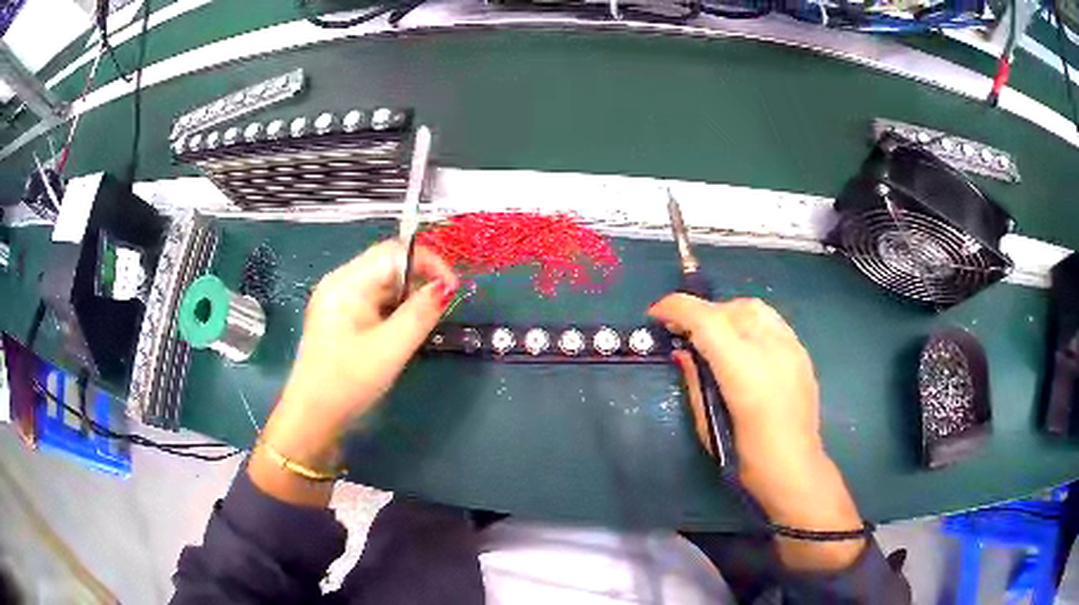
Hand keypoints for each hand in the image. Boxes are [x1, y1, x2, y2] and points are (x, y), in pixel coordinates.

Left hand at [250, 241, 457, 505]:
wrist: (312, 418)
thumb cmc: (348, 382)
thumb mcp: (390, 349)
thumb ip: (420, 314)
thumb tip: (446, 287)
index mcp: (346, 283)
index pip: (393, 253)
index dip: (428, 263)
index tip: (453, 289)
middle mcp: (340, 283)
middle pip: (387, 265)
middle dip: (419, 280)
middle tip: (442, 307)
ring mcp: (338, 301)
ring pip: (382, 284)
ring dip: (408, 297)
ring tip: (424, 323)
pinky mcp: (340, 318)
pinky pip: (374, 302)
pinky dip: (394, 310)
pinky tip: (402, 331)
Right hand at [649, 295, 865, 570]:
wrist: (795, 469)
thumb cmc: (746, 459)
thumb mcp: (708, 424)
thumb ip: (695, 381)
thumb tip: (682, 352)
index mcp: (745, 371)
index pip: (707, 320)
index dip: (677, 308)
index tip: (656, 314)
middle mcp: (771, 349)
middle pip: (730, 309)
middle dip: (700, 312)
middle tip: (683, 331)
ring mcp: (792, 347)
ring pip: (754, 308)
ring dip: (726, 313)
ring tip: (713, 334)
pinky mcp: (803, 353)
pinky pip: (771, 322)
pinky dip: (749, 323)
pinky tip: (742, 345)